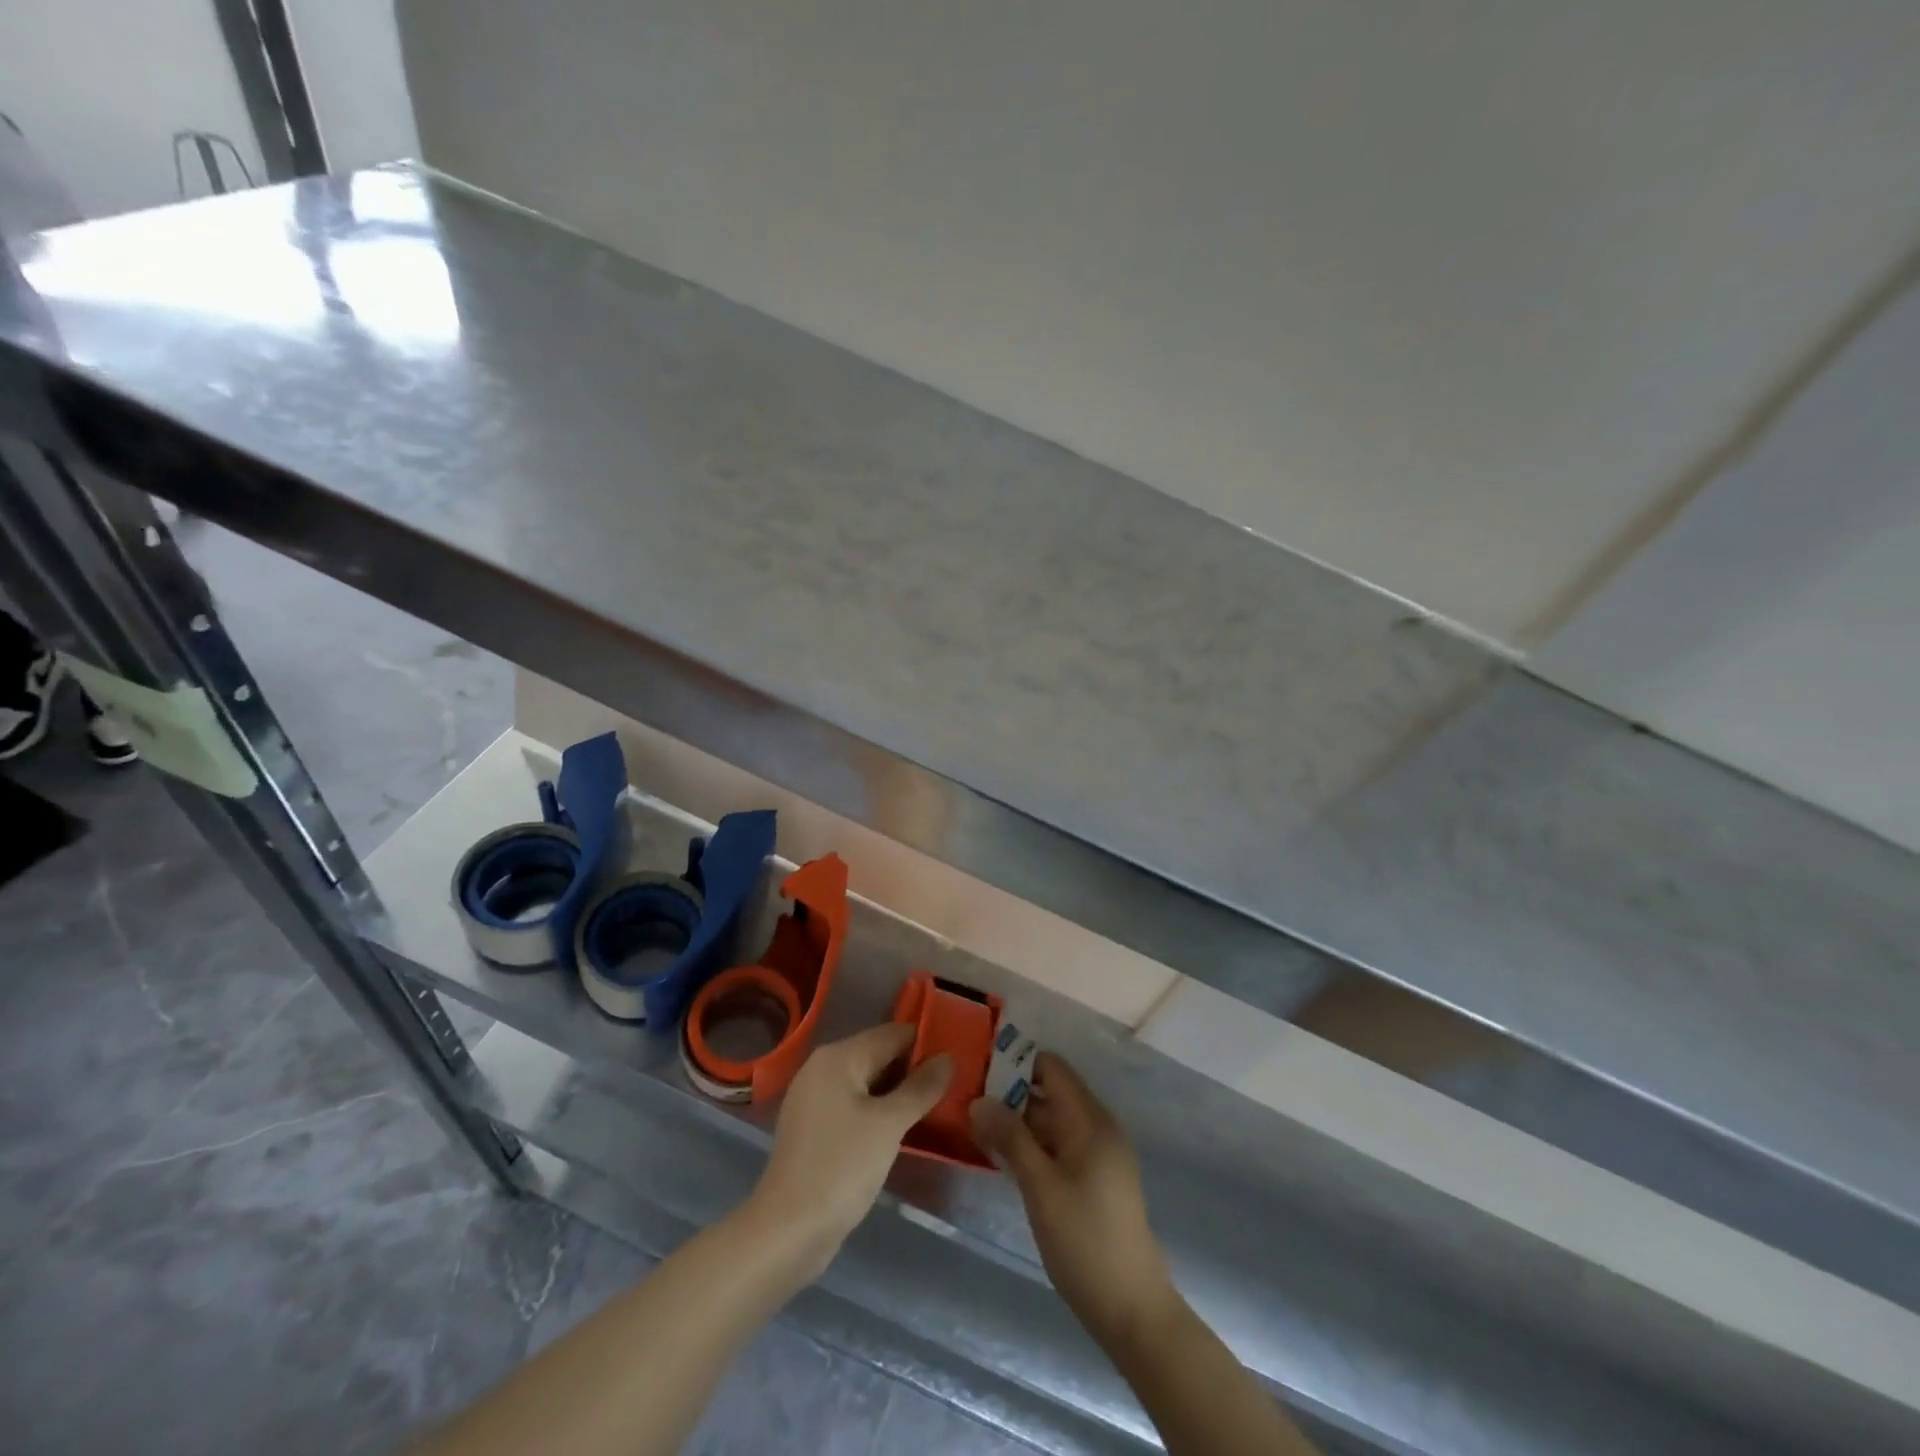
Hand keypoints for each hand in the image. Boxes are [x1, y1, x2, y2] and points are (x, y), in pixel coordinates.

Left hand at [747, 1024, 951, 1276]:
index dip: (926, 1043)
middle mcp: (822, 1068)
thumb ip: (921, 1088)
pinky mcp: (814, 1128)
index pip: (892, 1034)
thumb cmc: (841, 1166)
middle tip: (953, 1085)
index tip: (957, 1060)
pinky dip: (878, 1111)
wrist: (787, 1231)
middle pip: (879, 1055)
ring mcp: (814, 1099)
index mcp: (838, 1056)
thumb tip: (948, 1058)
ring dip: (898, 1092)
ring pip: (867, 1083)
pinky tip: (902, 1128)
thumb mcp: (889, 1125)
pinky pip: (854, 1106)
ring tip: (936, 1105)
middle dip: (913, 1069)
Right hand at [970, 1053, 1175, 1343]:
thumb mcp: (1041, 1187)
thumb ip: (1010, 1138)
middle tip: (966, 1102)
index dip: (1016, 1063)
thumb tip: (979, 1100)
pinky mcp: (1092, 1179)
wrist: (1131, 1309)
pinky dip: (1030, 1146)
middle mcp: (1096, 1128)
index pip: (1052, 1068)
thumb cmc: (1085, 1241)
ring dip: (1017, 1122)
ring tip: (974, 1126)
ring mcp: (1096, 1155)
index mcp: (1090, 1120)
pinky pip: (1057, 1146)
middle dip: (1010, 1094)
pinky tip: (1000, 1157)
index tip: (978, 1070)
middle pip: (1049, 1093)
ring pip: (1051, 1122)